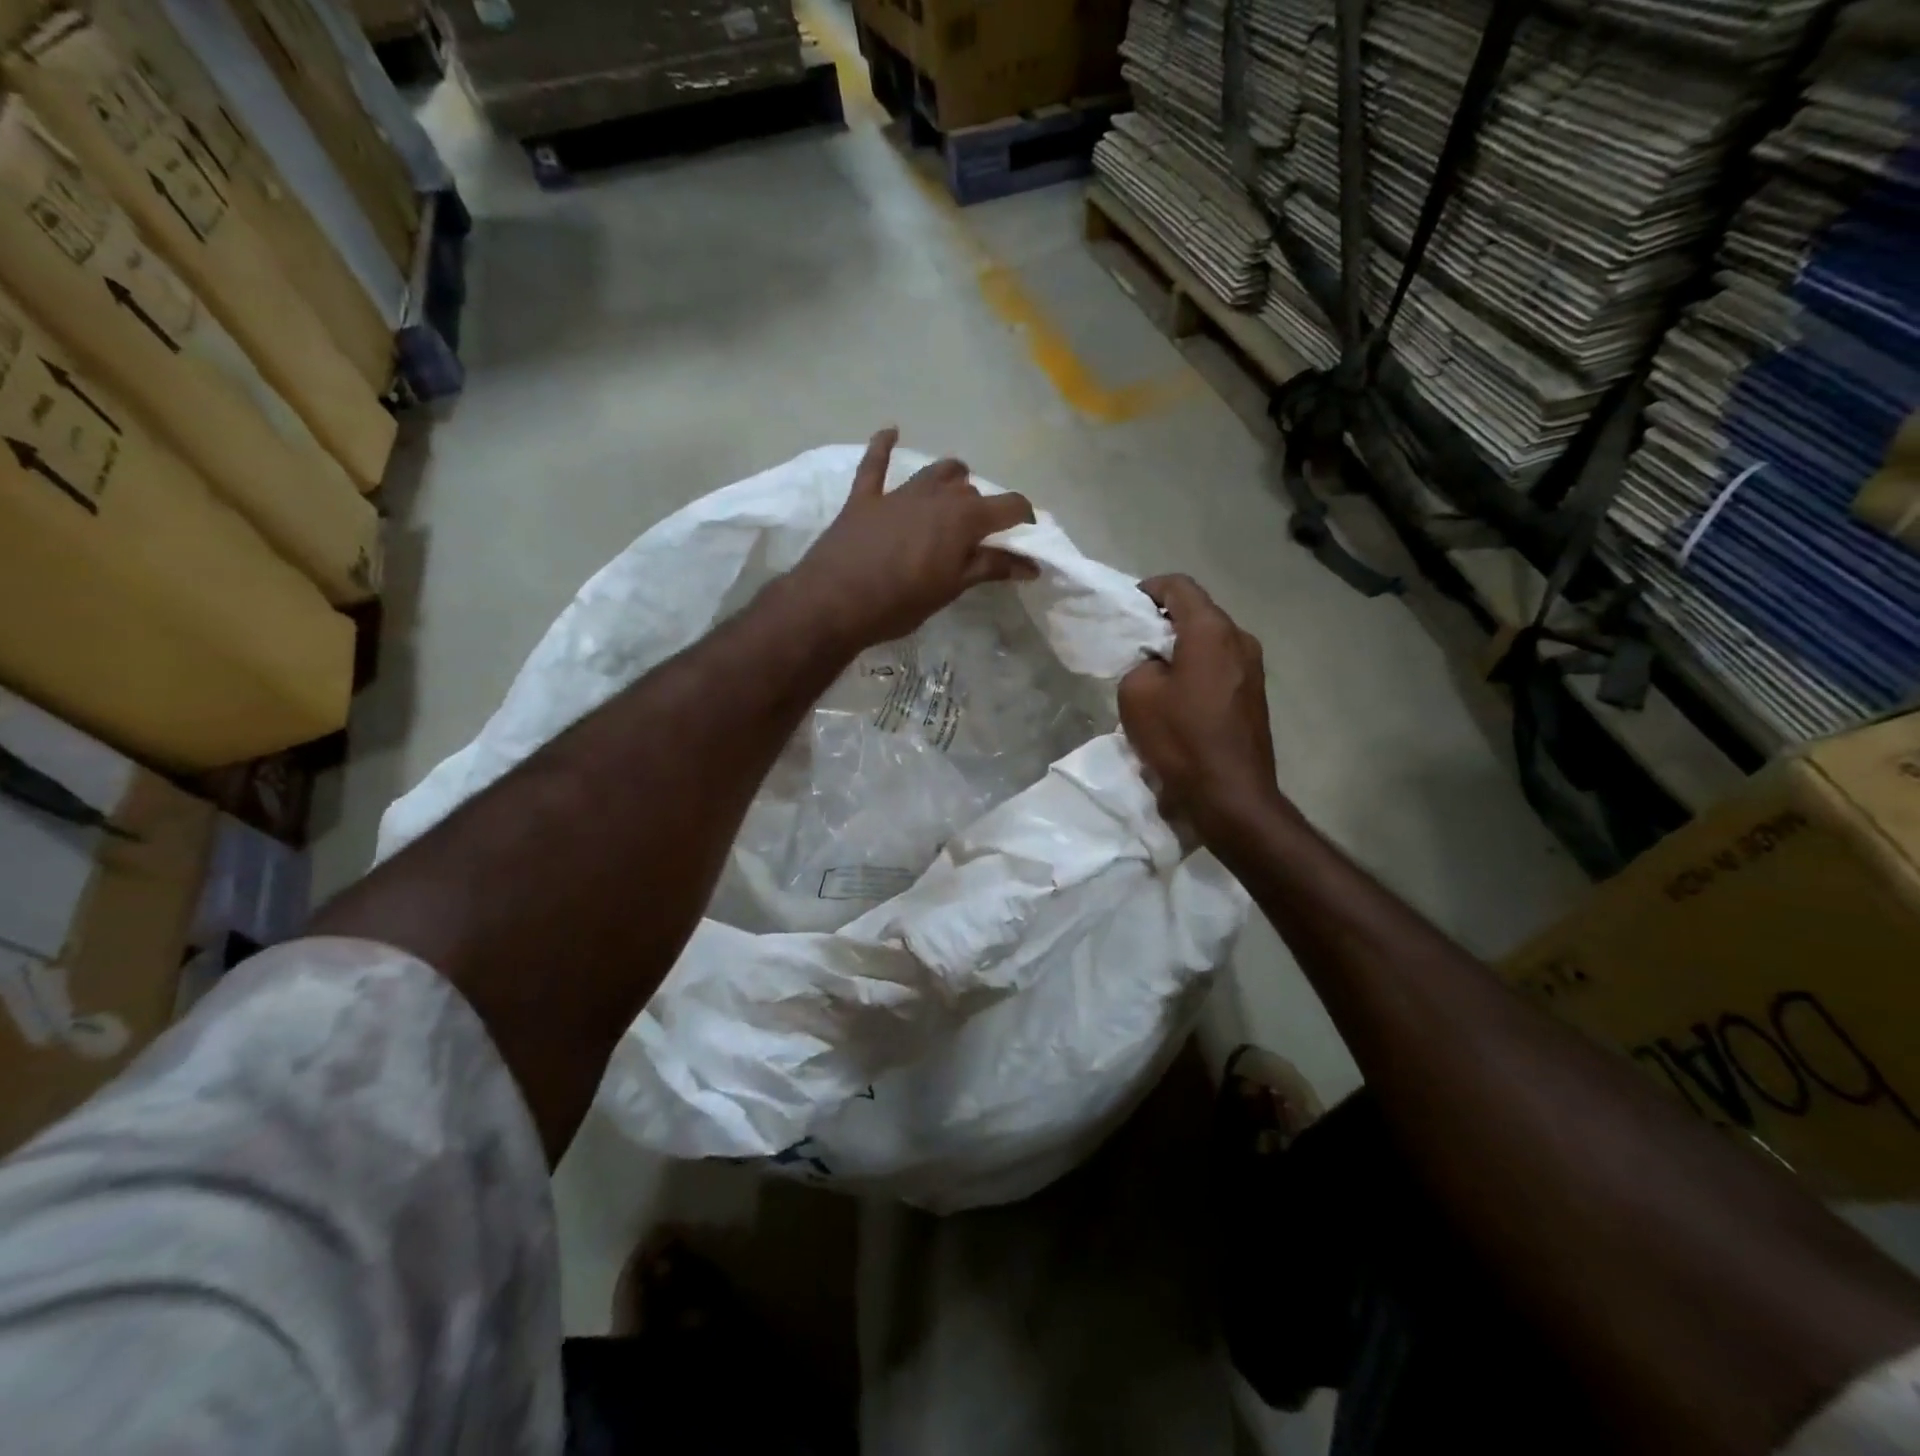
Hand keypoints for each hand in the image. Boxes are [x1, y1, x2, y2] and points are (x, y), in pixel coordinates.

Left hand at [789, 428, 1037, 650]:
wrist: (834, 602)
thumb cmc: (900, 602)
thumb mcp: (952, 588)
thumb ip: (990, 568)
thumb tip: (1031, 564)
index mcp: (964, 518)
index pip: (1009, 506)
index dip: (1024, 517)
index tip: (1028, 533)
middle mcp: (936, 495)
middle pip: (970, 490)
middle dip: (981, 508)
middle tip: (979, 535)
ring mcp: (898, 493)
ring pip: (934, 472)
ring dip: (950, 479)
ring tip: (954, 492)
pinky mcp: (864, 497)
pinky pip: (874, 463)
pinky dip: (883, 446)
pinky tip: (891, 432)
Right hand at [1119, 575, 1283, 838]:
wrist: (1231, 795)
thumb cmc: (1180, 739)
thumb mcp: (1136, 694)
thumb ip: (1140, 663)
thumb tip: (1157, 665)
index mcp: (1211, 630)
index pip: (1178, 586)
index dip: (1148, 589)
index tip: (1126, 610)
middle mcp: (1240, 639)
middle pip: (1198, 613)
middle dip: (1163, 622)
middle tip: (1133, 644)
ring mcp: (1254, 668)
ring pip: (1210, 642)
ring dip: (1181, 649)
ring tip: (1153, 675)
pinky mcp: (1255, 696)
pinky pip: (1220, 667)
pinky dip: (1196, 671)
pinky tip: (1177, 700)